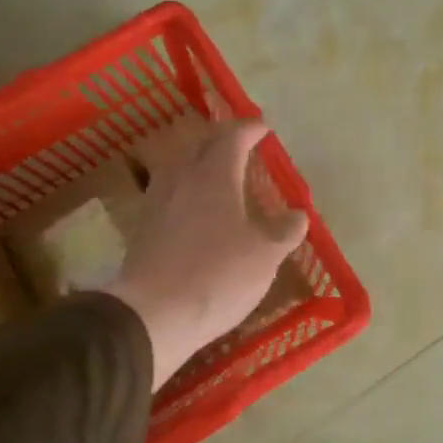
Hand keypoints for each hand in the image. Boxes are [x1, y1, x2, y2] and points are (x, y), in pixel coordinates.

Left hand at [107, 120, 307, 388]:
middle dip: (223, 139)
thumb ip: (285, 230)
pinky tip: (196, 208)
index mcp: (214, 174)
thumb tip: (298, 214)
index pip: (232, 137)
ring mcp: (158, 202)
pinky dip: (188, 189)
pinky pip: (170, 193)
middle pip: (201, 145)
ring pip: (181, 167)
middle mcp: (182, 178)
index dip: (250, 129)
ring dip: (201, 163)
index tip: (263, 128)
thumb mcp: (265, 255)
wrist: (153, 314)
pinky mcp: (144, 227)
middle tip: (242, 144)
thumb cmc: (218, 276)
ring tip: (219, 173)